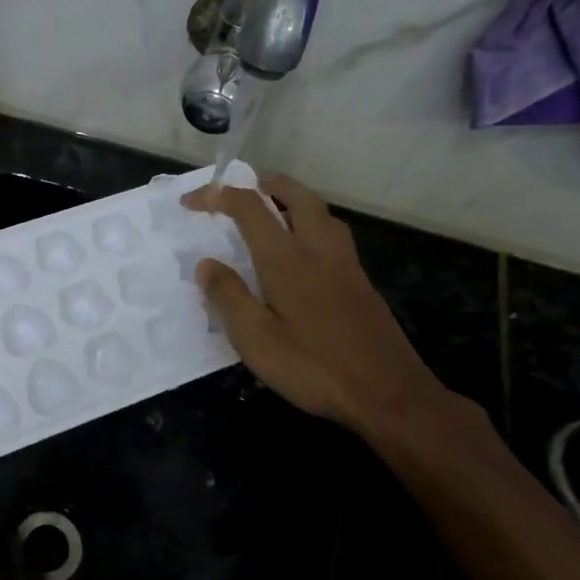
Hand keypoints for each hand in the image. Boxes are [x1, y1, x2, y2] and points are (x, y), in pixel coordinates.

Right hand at [181, 174, 445, 437]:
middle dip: (265, 184)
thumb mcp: (256, 340)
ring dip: (292, 199)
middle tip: (240, 191)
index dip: (217, 196)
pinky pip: (332, 233)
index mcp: (288, 260)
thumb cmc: (314, 368)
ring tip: (270, 211)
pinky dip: (310, 222)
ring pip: (320, 212)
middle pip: (296, 195)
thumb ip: (228, 297)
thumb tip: (206, 263)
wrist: (388, 394)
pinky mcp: (360, 283)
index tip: (190, 203)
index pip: (250, 208)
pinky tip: (302, 251)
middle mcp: (319, 250)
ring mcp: (346, 265)